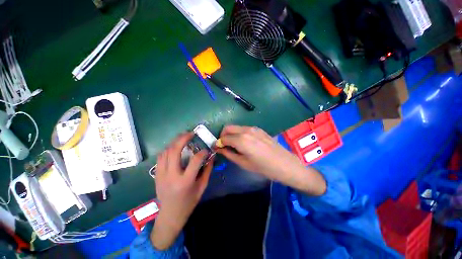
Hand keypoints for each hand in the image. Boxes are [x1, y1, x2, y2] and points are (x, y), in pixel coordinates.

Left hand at [151, 132, 213, 249]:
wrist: (170, 215)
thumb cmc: (189, 202)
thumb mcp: (202, 187)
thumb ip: (207, 171)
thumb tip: (211, 157)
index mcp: (185, 181)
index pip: (195, 161)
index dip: (202, 152)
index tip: (206, 150)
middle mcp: (171, 176)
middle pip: (174, 151)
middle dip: (183, 139)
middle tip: (190, 133)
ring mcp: (161, 175)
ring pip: (165, 152)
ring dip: (174, 142)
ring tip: (183, 138)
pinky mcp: (156, 174)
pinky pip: (160, 157)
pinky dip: (168, 149)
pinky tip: (174, 147)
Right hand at [216, 125, 325, 195]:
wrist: (285, 164)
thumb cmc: (264, 167)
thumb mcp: (243, 163)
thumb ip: (229, 154)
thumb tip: (219, 148)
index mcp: (241, 140)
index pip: (224, 138)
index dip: (218, 143)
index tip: (216, 148)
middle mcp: (246, 130)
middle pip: (228, 127)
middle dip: (223, 135)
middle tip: (223, 145)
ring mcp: (254, 128)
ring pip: (236, 127)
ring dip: (231, 134)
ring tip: (233, 145)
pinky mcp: (259, 129)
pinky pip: (244, 128)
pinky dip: (239, 133)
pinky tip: (243, 142)